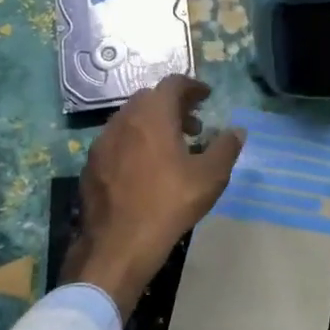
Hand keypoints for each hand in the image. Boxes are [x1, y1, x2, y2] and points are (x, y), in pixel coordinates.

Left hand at [64, 76, 243, 313]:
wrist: (119, 244)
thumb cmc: (169, 204)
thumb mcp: (210, 177)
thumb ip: (226, 148)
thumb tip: (237, 131)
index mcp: (153, 116)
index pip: (173, 84)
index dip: (192, 87)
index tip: (206, 97)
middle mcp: (124, 120)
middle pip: (150, 99)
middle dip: (173, 106)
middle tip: (193, 126)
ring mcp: (103, 142)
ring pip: (130, 120)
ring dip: (152, 124)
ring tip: (171, 149)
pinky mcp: (92, 164)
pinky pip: (117, 141)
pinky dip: (134, 143)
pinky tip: (145, 169)